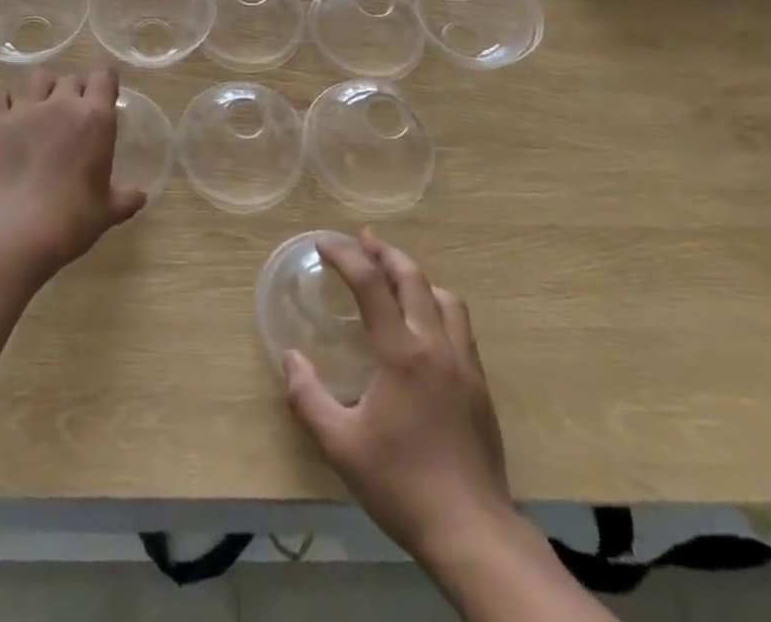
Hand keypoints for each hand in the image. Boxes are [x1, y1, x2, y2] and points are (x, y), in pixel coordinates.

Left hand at [0, 66, 144, 274]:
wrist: (15, 230)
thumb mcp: (107, 212)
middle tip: (69, 114)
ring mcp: (23, 108)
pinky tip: (0, 114)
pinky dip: (0, 100)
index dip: (103, 82)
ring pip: (34, 79)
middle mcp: (60, 103)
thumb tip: (140, 197)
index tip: (102, 95)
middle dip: (71, 91)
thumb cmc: (72, 219)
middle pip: (69, 78)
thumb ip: (125, 198)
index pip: (104, 76)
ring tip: (35, 109)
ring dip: (38, 90)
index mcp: (95, 117)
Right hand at [284, 231, 511, 564]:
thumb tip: (290, 358)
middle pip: (413, 278)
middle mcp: (436, 345)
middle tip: (363, 240)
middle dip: (385, 252)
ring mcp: (464, 363)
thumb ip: (308, 398)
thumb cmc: (402, 484)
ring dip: (417, 277)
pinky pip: (460, 326)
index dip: (346, 256)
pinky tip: (426, 326)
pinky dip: (437, 306)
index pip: (371, 285)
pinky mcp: (480, 385)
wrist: (473, 532)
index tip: (324, 243)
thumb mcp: (340, 446)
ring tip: (396, 278)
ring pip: (445, 298)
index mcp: (402, 353)